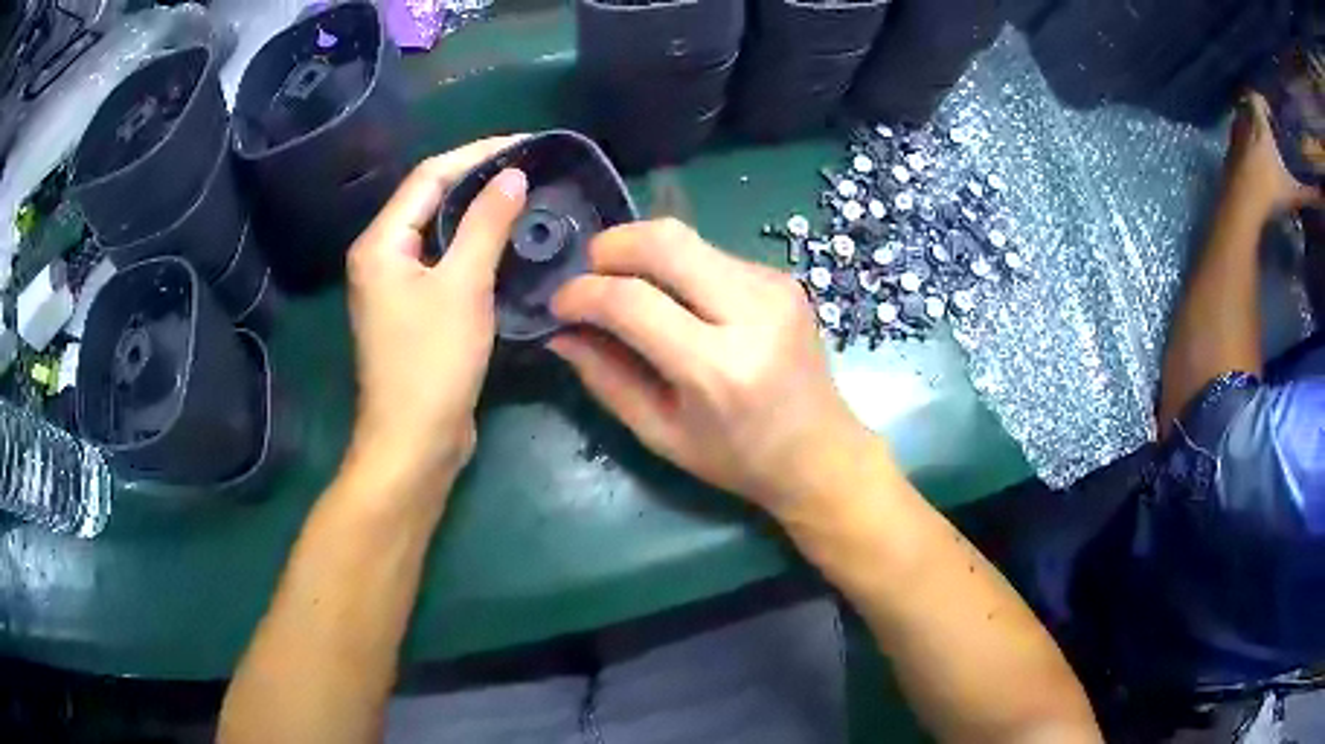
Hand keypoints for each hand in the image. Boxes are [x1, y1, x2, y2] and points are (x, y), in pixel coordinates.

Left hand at [344, 137, 526, 504]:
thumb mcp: (462, 286)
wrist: (414, 443)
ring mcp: (396, 286)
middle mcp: (382, 257)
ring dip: (479, 213)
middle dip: (478, 179)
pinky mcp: (414, 311)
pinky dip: (475, 247)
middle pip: (431, 200)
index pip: (429, 176)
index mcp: (381, 243)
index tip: (526, 144)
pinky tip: (508, 243)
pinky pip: (445, 263)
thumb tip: (512, 175)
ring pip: (440, 232)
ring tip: (526, 196)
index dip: (477, 154)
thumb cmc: (432, 364)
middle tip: (531, 168)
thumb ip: (485, 224)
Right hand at [548, 218, 873, 515]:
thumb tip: (561, 332)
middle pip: (665, 240)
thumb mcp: (662, 434)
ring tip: (627, 289)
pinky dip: (679, 267)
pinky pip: (712, 253)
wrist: (821, 452)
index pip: (632, 301)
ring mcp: (774, 287)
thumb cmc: (738, 458)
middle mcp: (752, 313)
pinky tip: (677, 300)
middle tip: (588, 275)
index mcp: (718, 369)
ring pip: (688, 238)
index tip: (559, 304)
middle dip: (610, 246)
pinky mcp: (783, 278)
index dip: (582, 293)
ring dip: (644, 255)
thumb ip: (606, 379)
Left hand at [1226, 92, 1322, 215]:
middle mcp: (1243, 121)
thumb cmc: (1271, 193)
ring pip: (1241, 119)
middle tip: (1271, 133)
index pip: (1255, 97)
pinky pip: (1235, 137)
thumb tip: (1320, 197)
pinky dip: (1245, 142)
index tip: (1274, 119)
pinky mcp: (1227, 152)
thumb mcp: (1295, 193)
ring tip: (1266, 147)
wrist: (1241, 207)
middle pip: (1248, 106)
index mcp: (1258, 123)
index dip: (1263, 103)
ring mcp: (1233, 136)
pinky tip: (1255, 162)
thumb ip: (1311, 194)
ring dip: (1252, 127)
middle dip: (1259, 114)